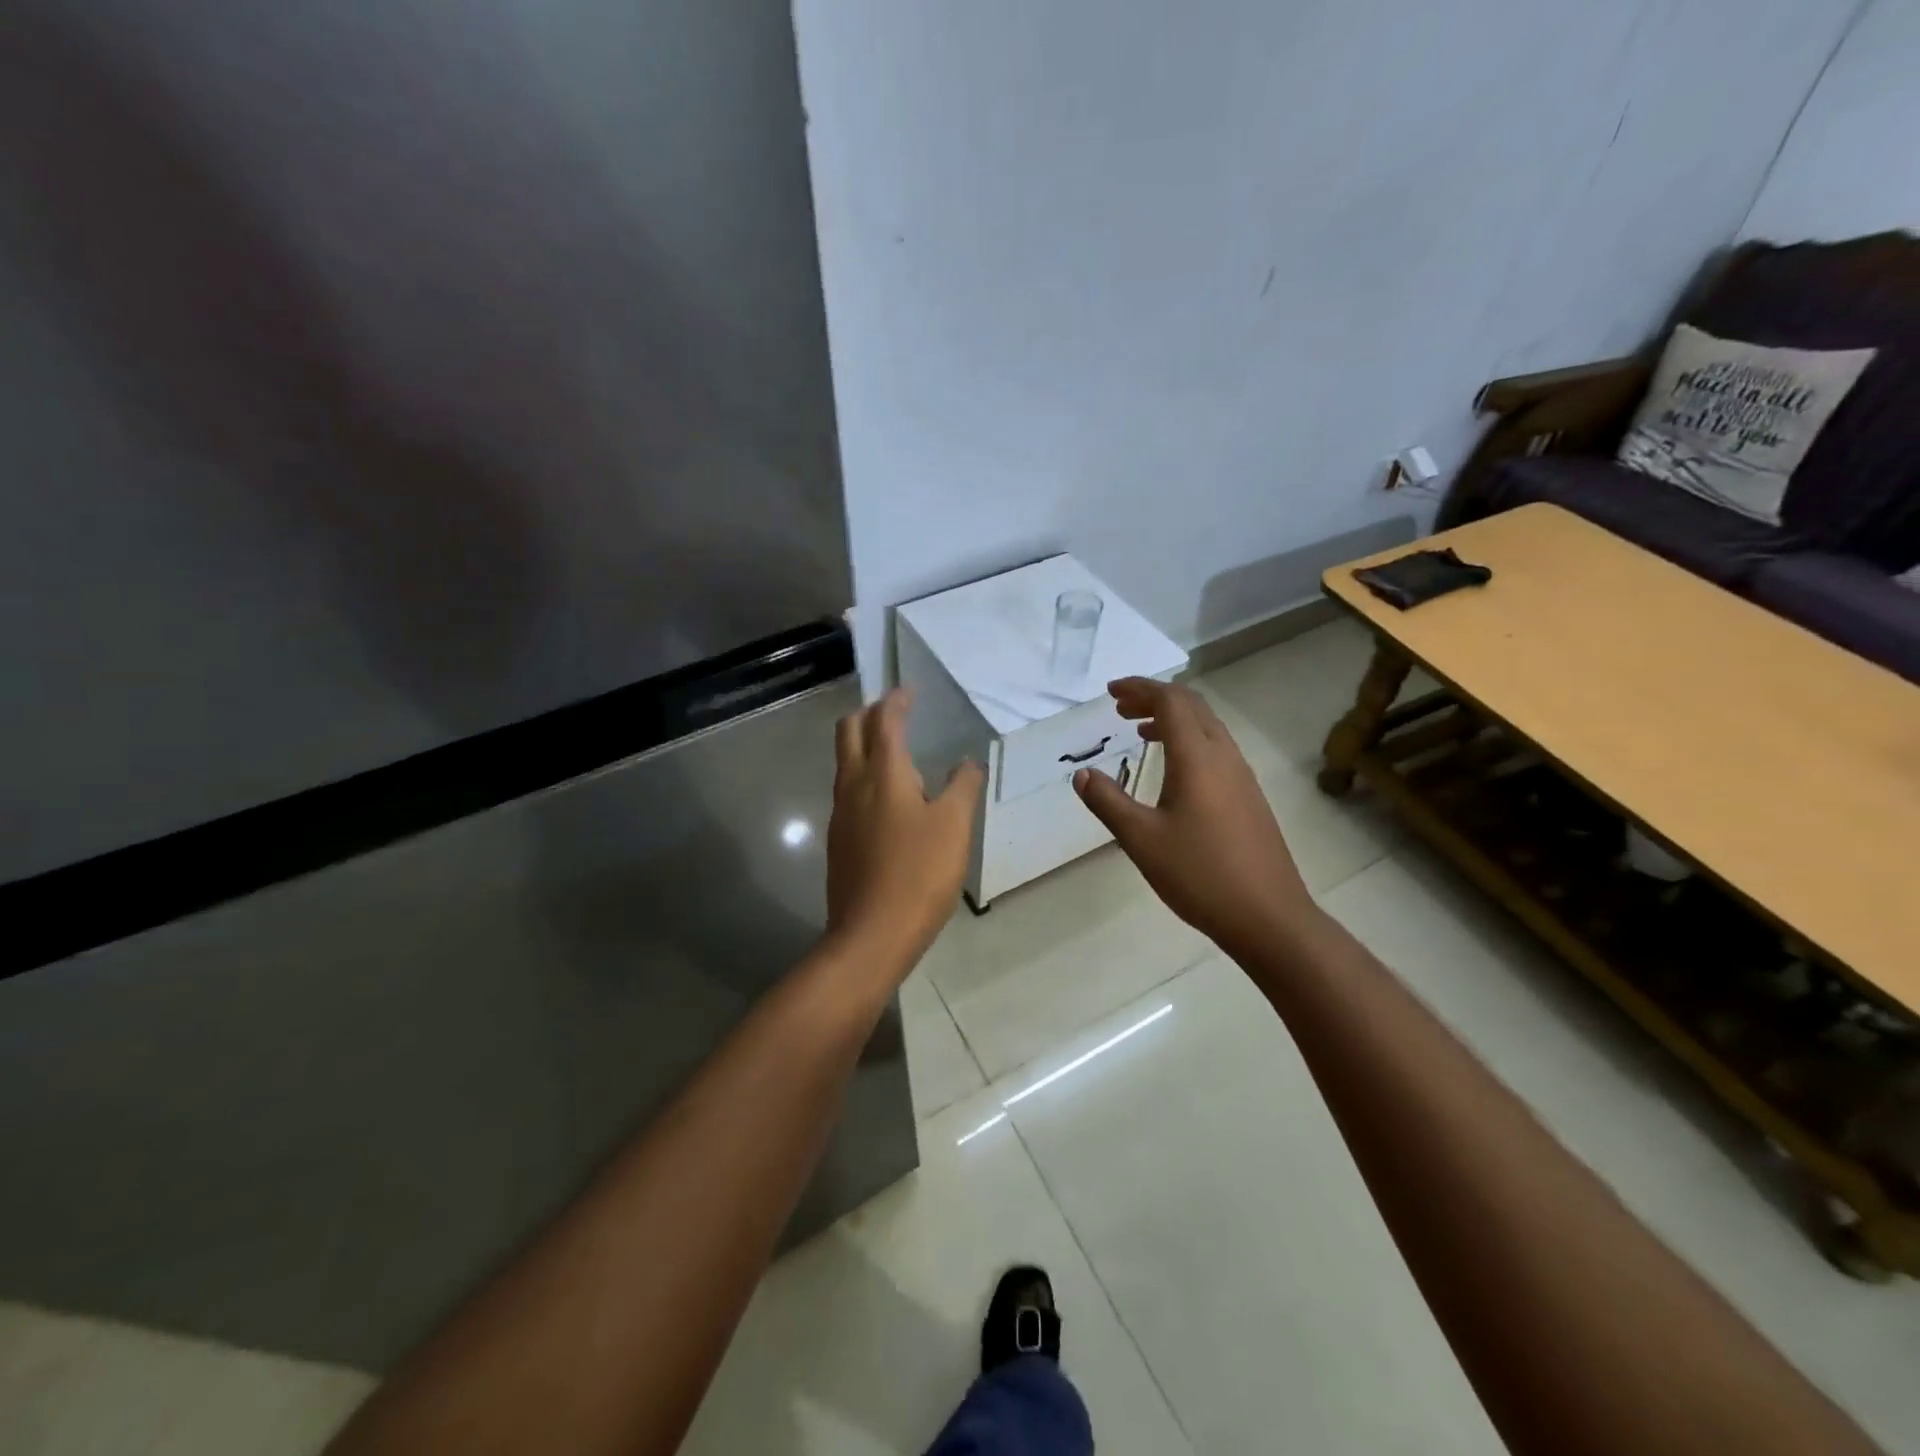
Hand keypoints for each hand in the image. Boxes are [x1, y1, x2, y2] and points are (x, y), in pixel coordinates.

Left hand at [826, 688, 984, 977]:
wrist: (871, 934)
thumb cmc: (919, 873)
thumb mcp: (955, 826)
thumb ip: (962, 786)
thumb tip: (966, 762)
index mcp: (883, 773)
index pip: (884, 721)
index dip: (897, 701)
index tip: (909, 691)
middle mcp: (853, 784)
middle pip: (849, 731)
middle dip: (869, 714)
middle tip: (895, 712)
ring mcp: (840, 813)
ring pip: (845, 761)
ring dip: (864, 744)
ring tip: (896, 751)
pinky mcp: (838, 839)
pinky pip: (848, 790)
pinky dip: (865, 775)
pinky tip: (888, 798)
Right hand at [1073, 678, 1320, 956]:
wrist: (1267, 916)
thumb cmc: (1199, 874)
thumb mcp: (1141, 839)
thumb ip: (1108, 801)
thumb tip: (1082, 774)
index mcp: (1197, 758)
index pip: (1171, 701)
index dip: (1140, 688)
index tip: (1110, 692)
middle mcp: (1224, 756)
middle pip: (1192, 706)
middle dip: (1154, 698)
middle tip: (1120, 708)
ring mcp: (1242, 776)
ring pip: (1207, 727)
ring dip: (1173, 719)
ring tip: (1140, 732)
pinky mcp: (1249, 796)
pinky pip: (1216, 749)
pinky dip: (1188, 741)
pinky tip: (1173, 770)